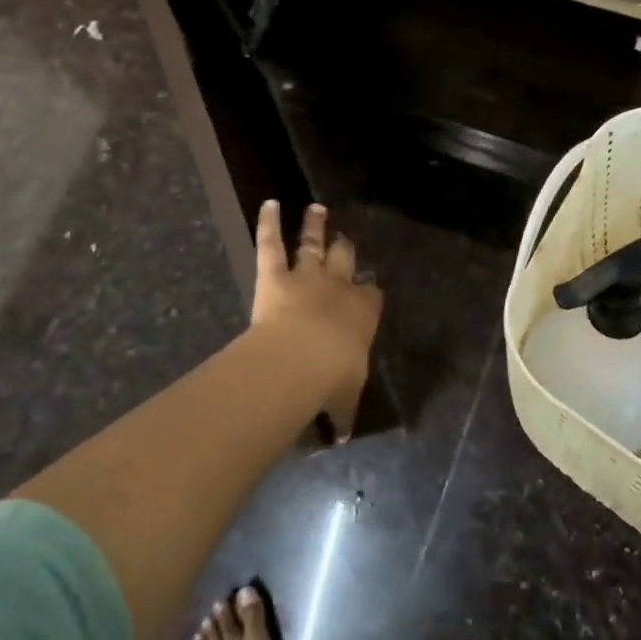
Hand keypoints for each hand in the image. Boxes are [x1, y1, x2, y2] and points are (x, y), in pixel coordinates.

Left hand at [250, 201, 381, 429]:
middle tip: (345, 238)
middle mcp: (338, 287)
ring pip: (312, 244)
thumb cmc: (331, 380)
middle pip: (345, 259)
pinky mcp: (274, 274)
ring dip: (315, 225)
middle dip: (346, 248)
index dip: (370, 291)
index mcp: (362, 314)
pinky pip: (271, 243)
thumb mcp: (344, 400)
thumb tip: (343, 437)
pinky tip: (269, 203)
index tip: (369, 287)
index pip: (371, 296)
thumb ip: (343, 413)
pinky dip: (269, 222)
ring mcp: (306, 275)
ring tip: (317, 207)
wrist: (301, 359)